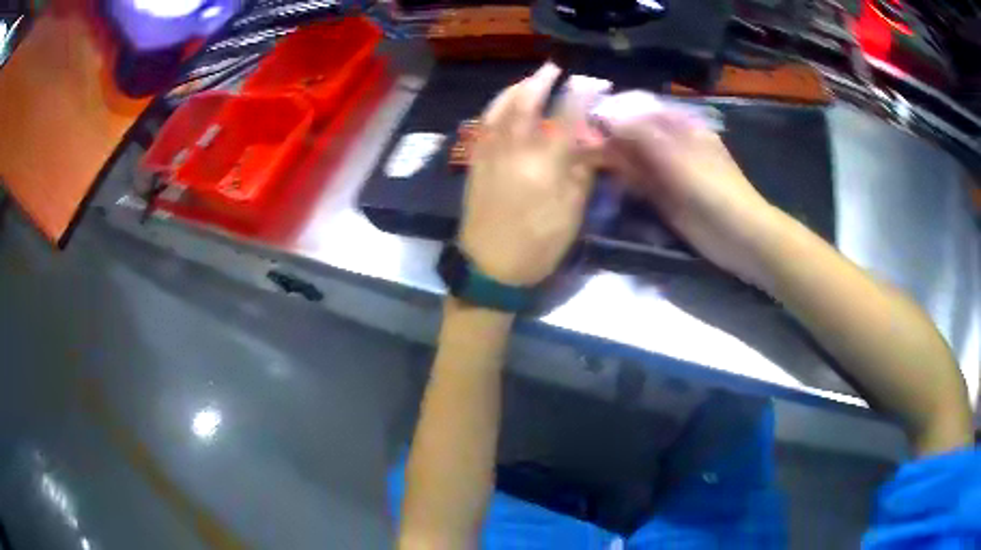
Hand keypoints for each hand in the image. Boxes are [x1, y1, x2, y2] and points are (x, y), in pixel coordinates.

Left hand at [459, 63, 609, 286]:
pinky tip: (503, 104)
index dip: (581, 95)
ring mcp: (489, 153)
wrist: (489, 268)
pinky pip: (484, 124)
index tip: (592, 81)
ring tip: (529, 80)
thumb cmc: (537, 246)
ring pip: (500, 109)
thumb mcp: (571, 214)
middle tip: (553, 68)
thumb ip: (583, 173)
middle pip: (526, 103)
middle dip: (541, 80)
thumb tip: (593, 142)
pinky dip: (495, 107)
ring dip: (515, 88)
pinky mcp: (475, 162)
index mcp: (544, 164)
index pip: (565, 117)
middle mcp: (514, 150)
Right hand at [600, 94, 778, 280]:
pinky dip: (623, 183)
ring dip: (613, 161)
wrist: (738, 237)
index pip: (637, 110)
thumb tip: (604, 116)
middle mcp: (671, 144)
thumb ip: (640, 135)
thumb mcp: (675, 156)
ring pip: (633, 160)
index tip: (582, 122)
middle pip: (633, 135)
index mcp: (678, 126)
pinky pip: (639, 184)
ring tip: (586, 163)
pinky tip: (607, 183)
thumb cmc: (712, 189)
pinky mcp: (665, 197)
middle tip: (579, 147)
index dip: (611, 113)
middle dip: (608, 139)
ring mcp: (668, 172)